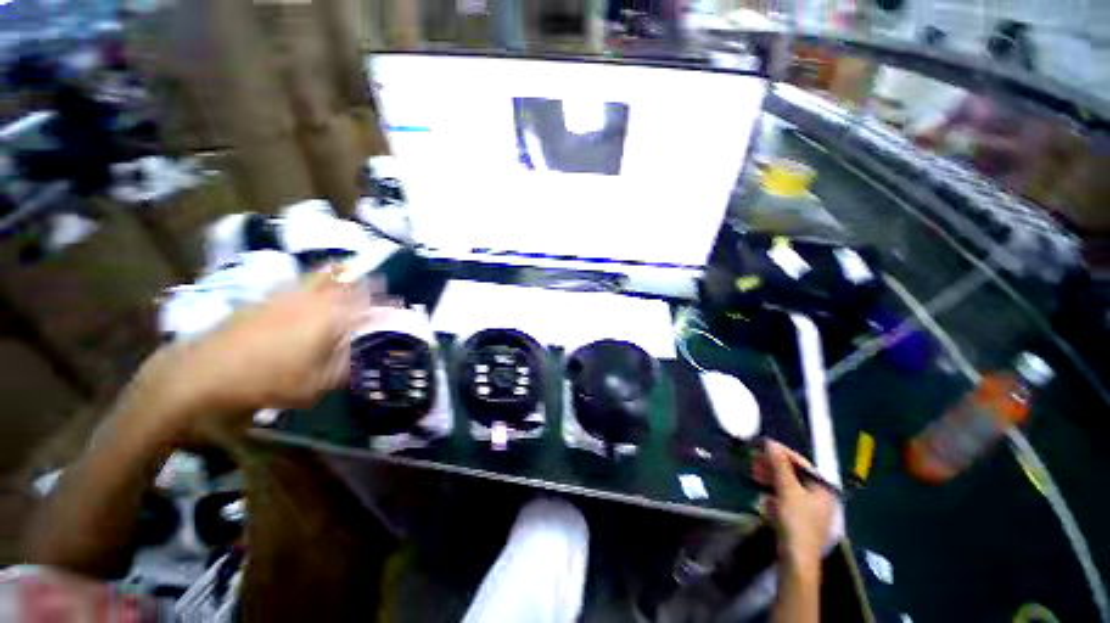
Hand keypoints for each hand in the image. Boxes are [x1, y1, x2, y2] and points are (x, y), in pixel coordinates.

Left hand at [132, 270, 381, 440]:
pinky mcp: (264, 299)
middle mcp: (312, 301)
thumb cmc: (265, 381)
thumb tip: (363, 361)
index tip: (396, 305)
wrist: (201, 372)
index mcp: (329, 320)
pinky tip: (311, 289)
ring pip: (320, 276)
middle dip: (364, 279)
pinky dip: (313, 280)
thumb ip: (344, 370)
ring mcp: (285, 296)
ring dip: (339, 274)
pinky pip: (299, 282)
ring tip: (349, 272)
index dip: (384, 304)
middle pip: (344, 281)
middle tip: (377, 281)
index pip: (366, 305)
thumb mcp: (314, 386)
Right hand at [753, 440, 837, 574]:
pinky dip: (773, 491)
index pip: (801, 463)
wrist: (796, 558)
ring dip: (770, 477)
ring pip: (788, 486)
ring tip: (753, 472)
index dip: (781, 452)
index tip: (762, 444)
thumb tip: (770, 443)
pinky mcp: (799, 520)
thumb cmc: (796, 521)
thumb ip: (779, 465)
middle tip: (754, 458)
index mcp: (823, 488)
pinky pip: (785, 498)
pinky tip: (761, 491)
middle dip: (773, 465)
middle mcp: (820, 497)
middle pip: (794, 474)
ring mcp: (810, 509)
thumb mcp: (787, 489)